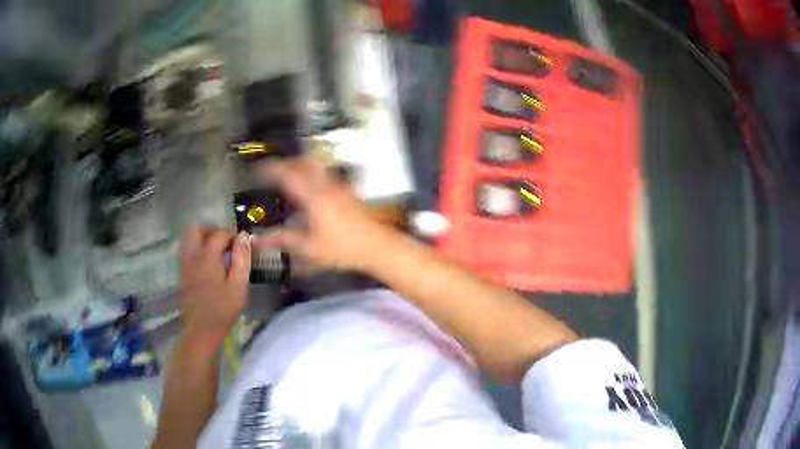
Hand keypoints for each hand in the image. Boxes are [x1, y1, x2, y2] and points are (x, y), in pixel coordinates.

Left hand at [178, 227, 250, 350]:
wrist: (201, 330)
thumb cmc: (223, 309)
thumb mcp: (239, 286)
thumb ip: (242, 259)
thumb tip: (244, 237)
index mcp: (207, 256)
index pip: (219, 233)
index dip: (232, 235)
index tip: (242, 245)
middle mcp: (192, 256)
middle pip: (195, 229)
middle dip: (210, 231)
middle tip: (224, 243)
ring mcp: (185, 264)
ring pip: (188, 239)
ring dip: (202, 239)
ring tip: (217, 253)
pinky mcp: (182, 274)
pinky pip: (187, 251)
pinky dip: (197, 251)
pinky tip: (209, 266)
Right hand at [255, 157, 390, 272]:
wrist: (377, 246)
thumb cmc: (343, 248)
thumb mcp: (309, 248)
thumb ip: (283, 240)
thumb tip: (261, 239)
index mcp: (314, 197)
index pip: (289, 174)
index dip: (271, 168)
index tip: (259, 168)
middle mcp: (327, 186)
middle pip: (304, 162)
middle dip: (287, 162)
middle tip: (274, 169)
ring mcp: (340, 187)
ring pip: (317, 167)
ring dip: (301, 166)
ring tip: (289, 176)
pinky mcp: (348, 192)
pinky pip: (326, 176)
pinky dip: (313, 175)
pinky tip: (311, 190)